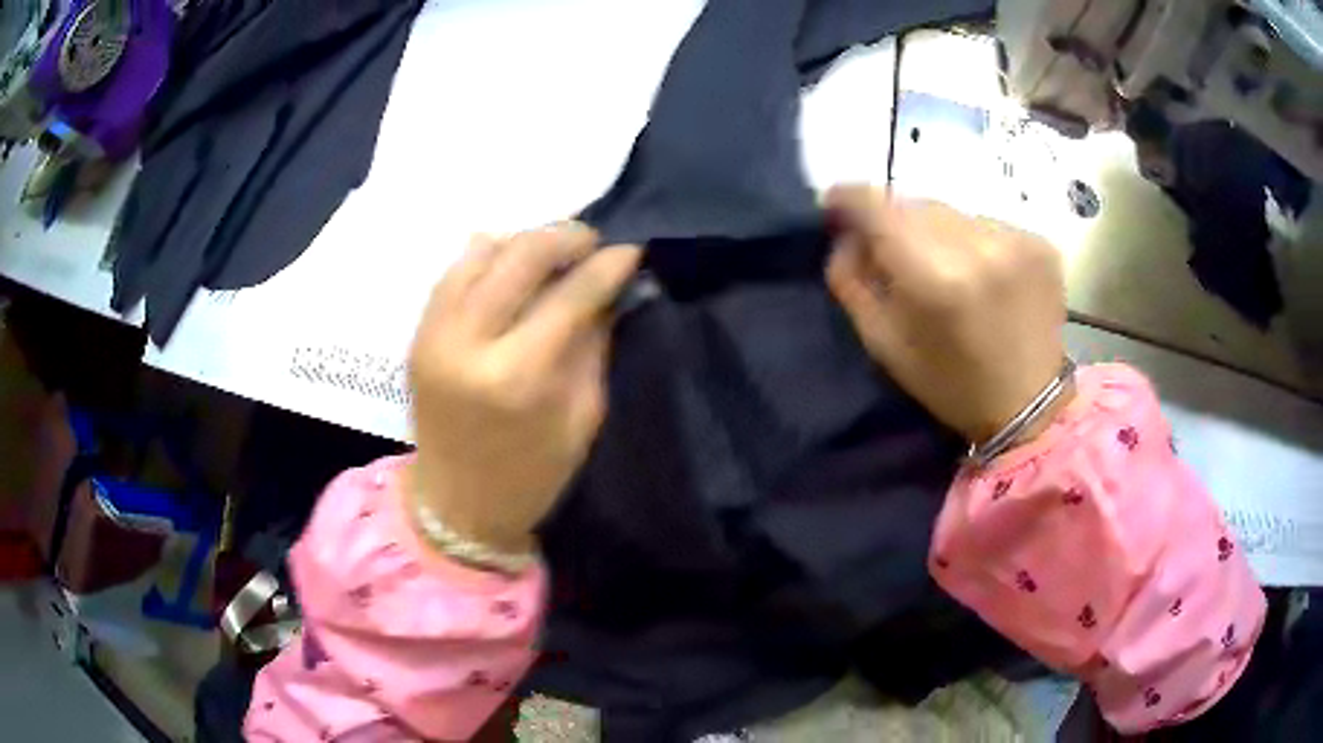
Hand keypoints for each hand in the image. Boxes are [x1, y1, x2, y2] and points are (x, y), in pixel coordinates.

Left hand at [407, 223, 640, 553]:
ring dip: (524, 241)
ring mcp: (435, 332)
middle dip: (565, 237)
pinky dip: (487, 256)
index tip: (631, 249)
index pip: (570, 295)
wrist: (455, 505)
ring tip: (553, 253)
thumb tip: (610, 290)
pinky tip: (511, 264)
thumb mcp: (582, 417)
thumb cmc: (531, 475)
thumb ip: (594, 345)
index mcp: (517, 376)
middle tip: (592, 243)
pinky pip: (454, 270)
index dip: (606, 266)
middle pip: (521, 255)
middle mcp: (468, 342)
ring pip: (482, 250)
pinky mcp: (418, 332)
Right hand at [825, 186, 1070, 445]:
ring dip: (937, 230)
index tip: (835, 204)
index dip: (848, 198)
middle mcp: (978, 244)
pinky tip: (981, 273)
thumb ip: (852, 279)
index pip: (877, 205)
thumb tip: (845, 232)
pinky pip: (987, 222)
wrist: (1030, 405)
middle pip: (915, 203)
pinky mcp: (1039, 241)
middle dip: (895, 220)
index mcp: (934, 277)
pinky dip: (974, 240)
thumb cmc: (950, 383)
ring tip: (944, 266)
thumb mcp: (883, 342)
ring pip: (952, 211)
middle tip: (893, 248)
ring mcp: (1015, 239)